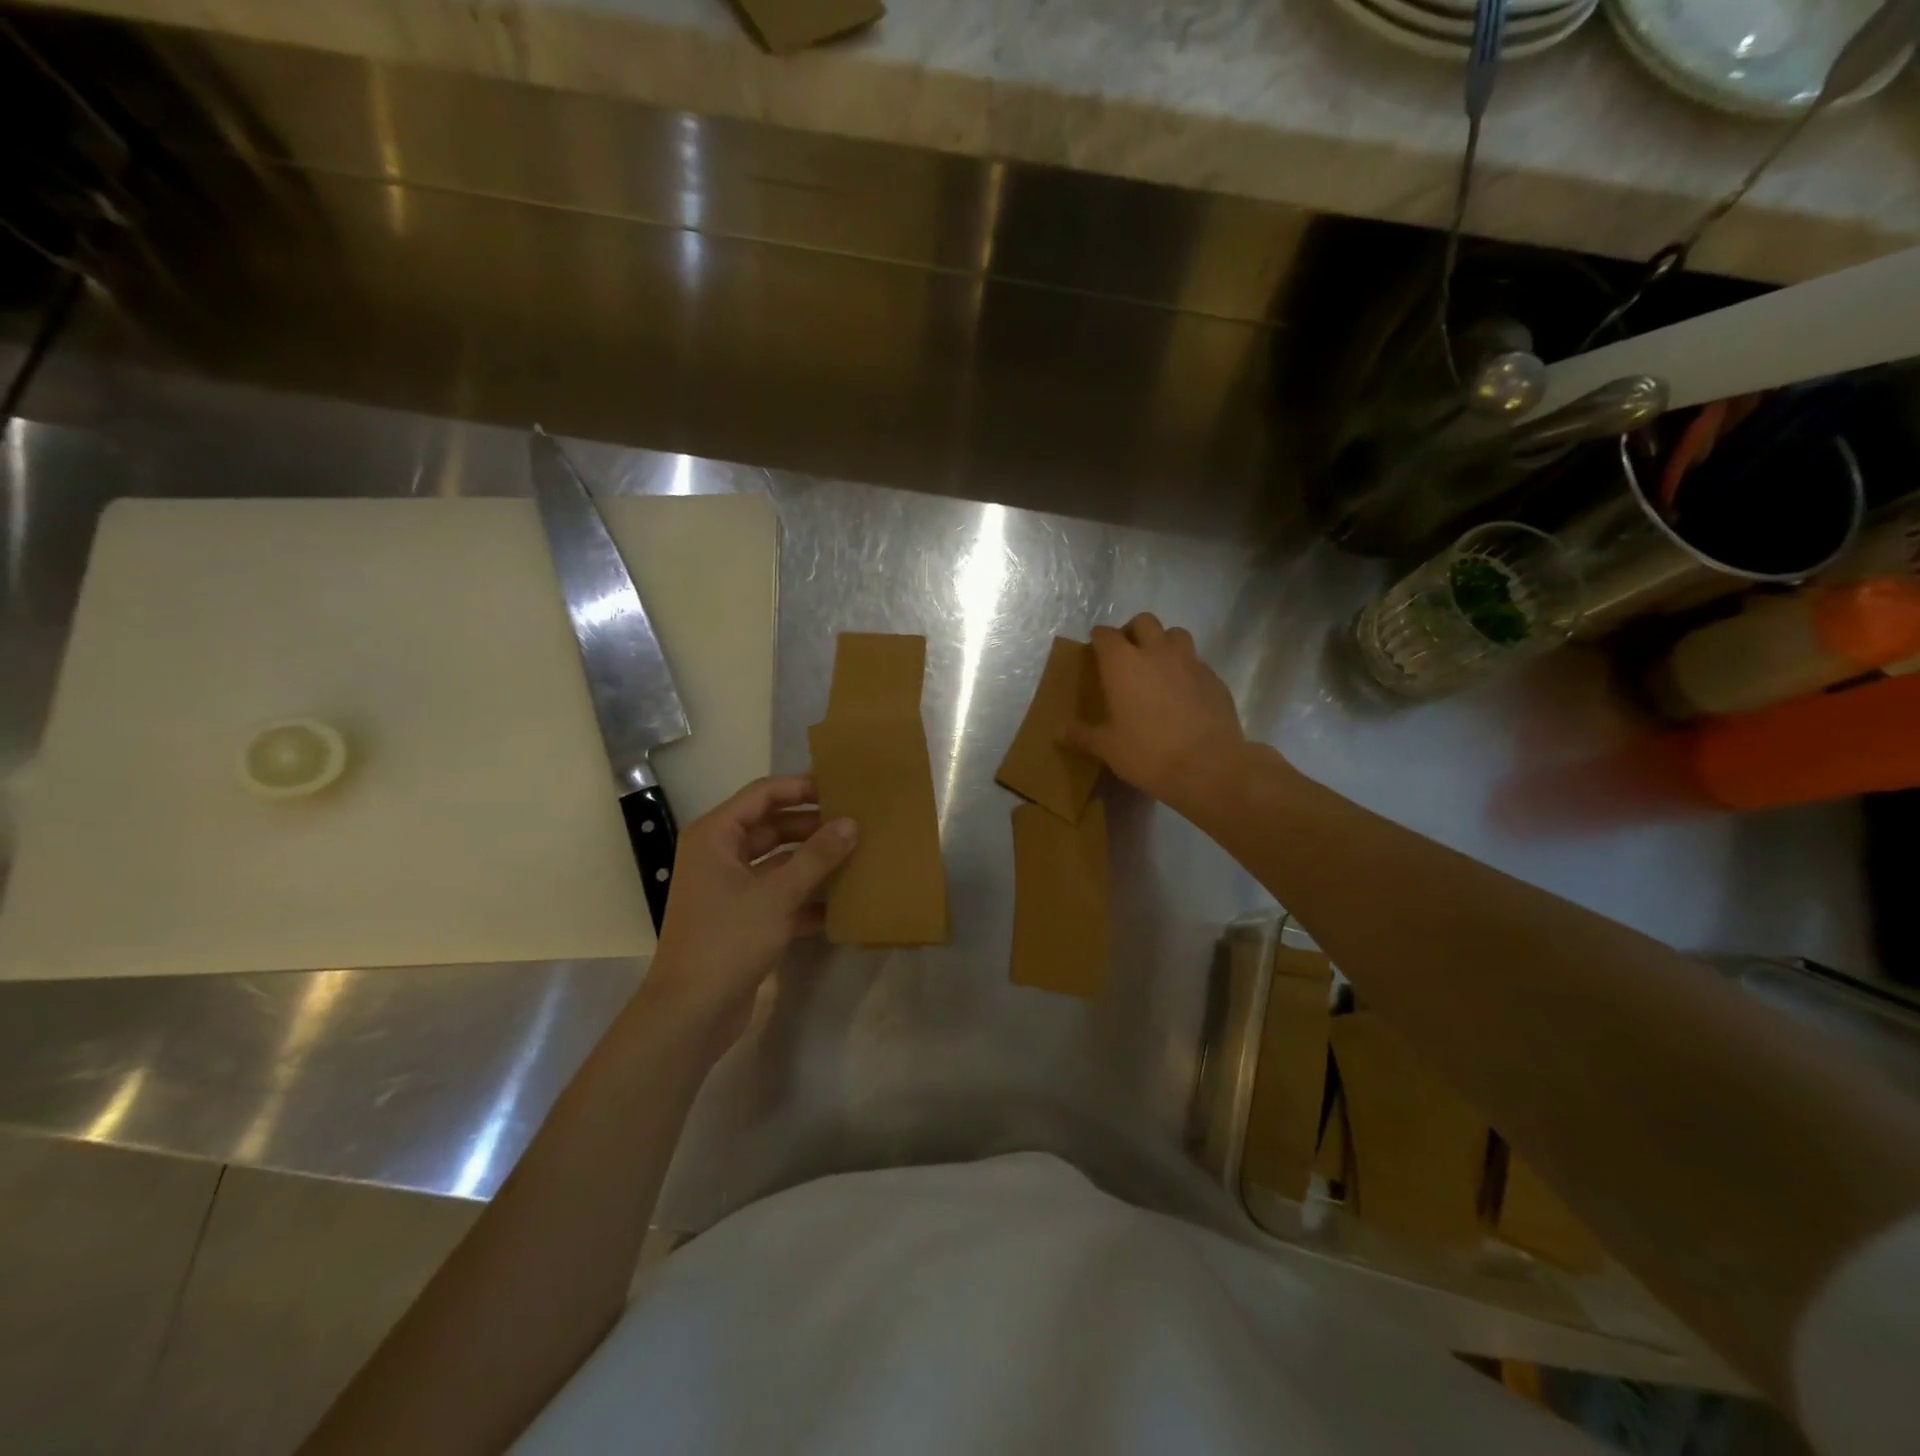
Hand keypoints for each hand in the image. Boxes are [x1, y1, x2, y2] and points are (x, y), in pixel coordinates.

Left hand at [644, 775, 855, 1049]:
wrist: (690, 1014)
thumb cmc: (727, 941)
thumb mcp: (777, 895)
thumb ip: (816, 857)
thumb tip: (851, 824)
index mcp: (715, 836)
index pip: (763, 795)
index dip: (801, 787)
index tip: (841, 788)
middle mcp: (719, 855)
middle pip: (772, 827)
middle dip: (812, 826)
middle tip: (856, 823)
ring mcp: (730, 889)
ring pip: (779, 862)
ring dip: (813, 862)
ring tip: (857, 856)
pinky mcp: (742, 919)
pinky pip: (779, 894)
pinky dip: (806, 896)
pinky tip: (842, 903)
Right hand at [1063, 613, 1245, 816]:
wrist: (1207, 767)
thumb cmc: (1147, 753)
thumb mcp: (1107, 748)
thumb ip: (1082, 735)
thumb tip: (1058, 732)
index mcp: (1123, 663)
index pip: (1105, 634)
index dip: (1098, 639)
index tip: (1095, 650)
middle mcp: (1156, 652)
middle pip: (1143, 622)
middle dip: (1132, 631)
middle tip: (1127, 655)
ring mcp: (1190, 662)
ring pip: (1175, 634)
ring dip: (1164, 643)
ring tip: (1158, 666)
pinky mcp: (1214, 678)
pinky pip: (1197, 662)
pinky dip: (1186, 669)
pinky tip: (1183, 693)